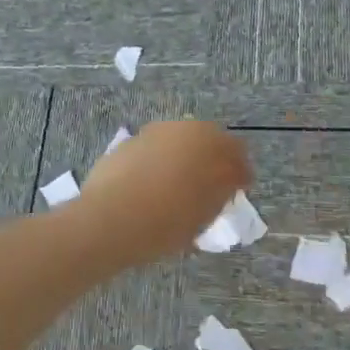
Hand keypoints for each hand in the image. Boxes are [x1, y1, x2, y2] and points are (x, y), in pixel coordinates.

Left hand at [78, 121, 251, 262]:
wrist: (110, 218)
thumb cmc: (168, 220)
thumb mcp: (206, 213)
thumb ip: (221, 191)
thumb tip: (225, 182)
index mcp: (211, 143)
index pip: (237, 154)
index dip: (239, 174)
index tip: (237, 192)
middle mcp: (183, 129)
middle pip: (207, 141)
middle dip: (211, 161)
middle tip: (209, 190)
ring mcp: (154, 133)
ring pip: (178, 143)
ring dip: (183, 160)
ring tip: (177, 190)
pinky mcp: (129, 142)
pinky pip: (154, 152)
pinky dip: (158, 164)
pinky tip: (151, 188)